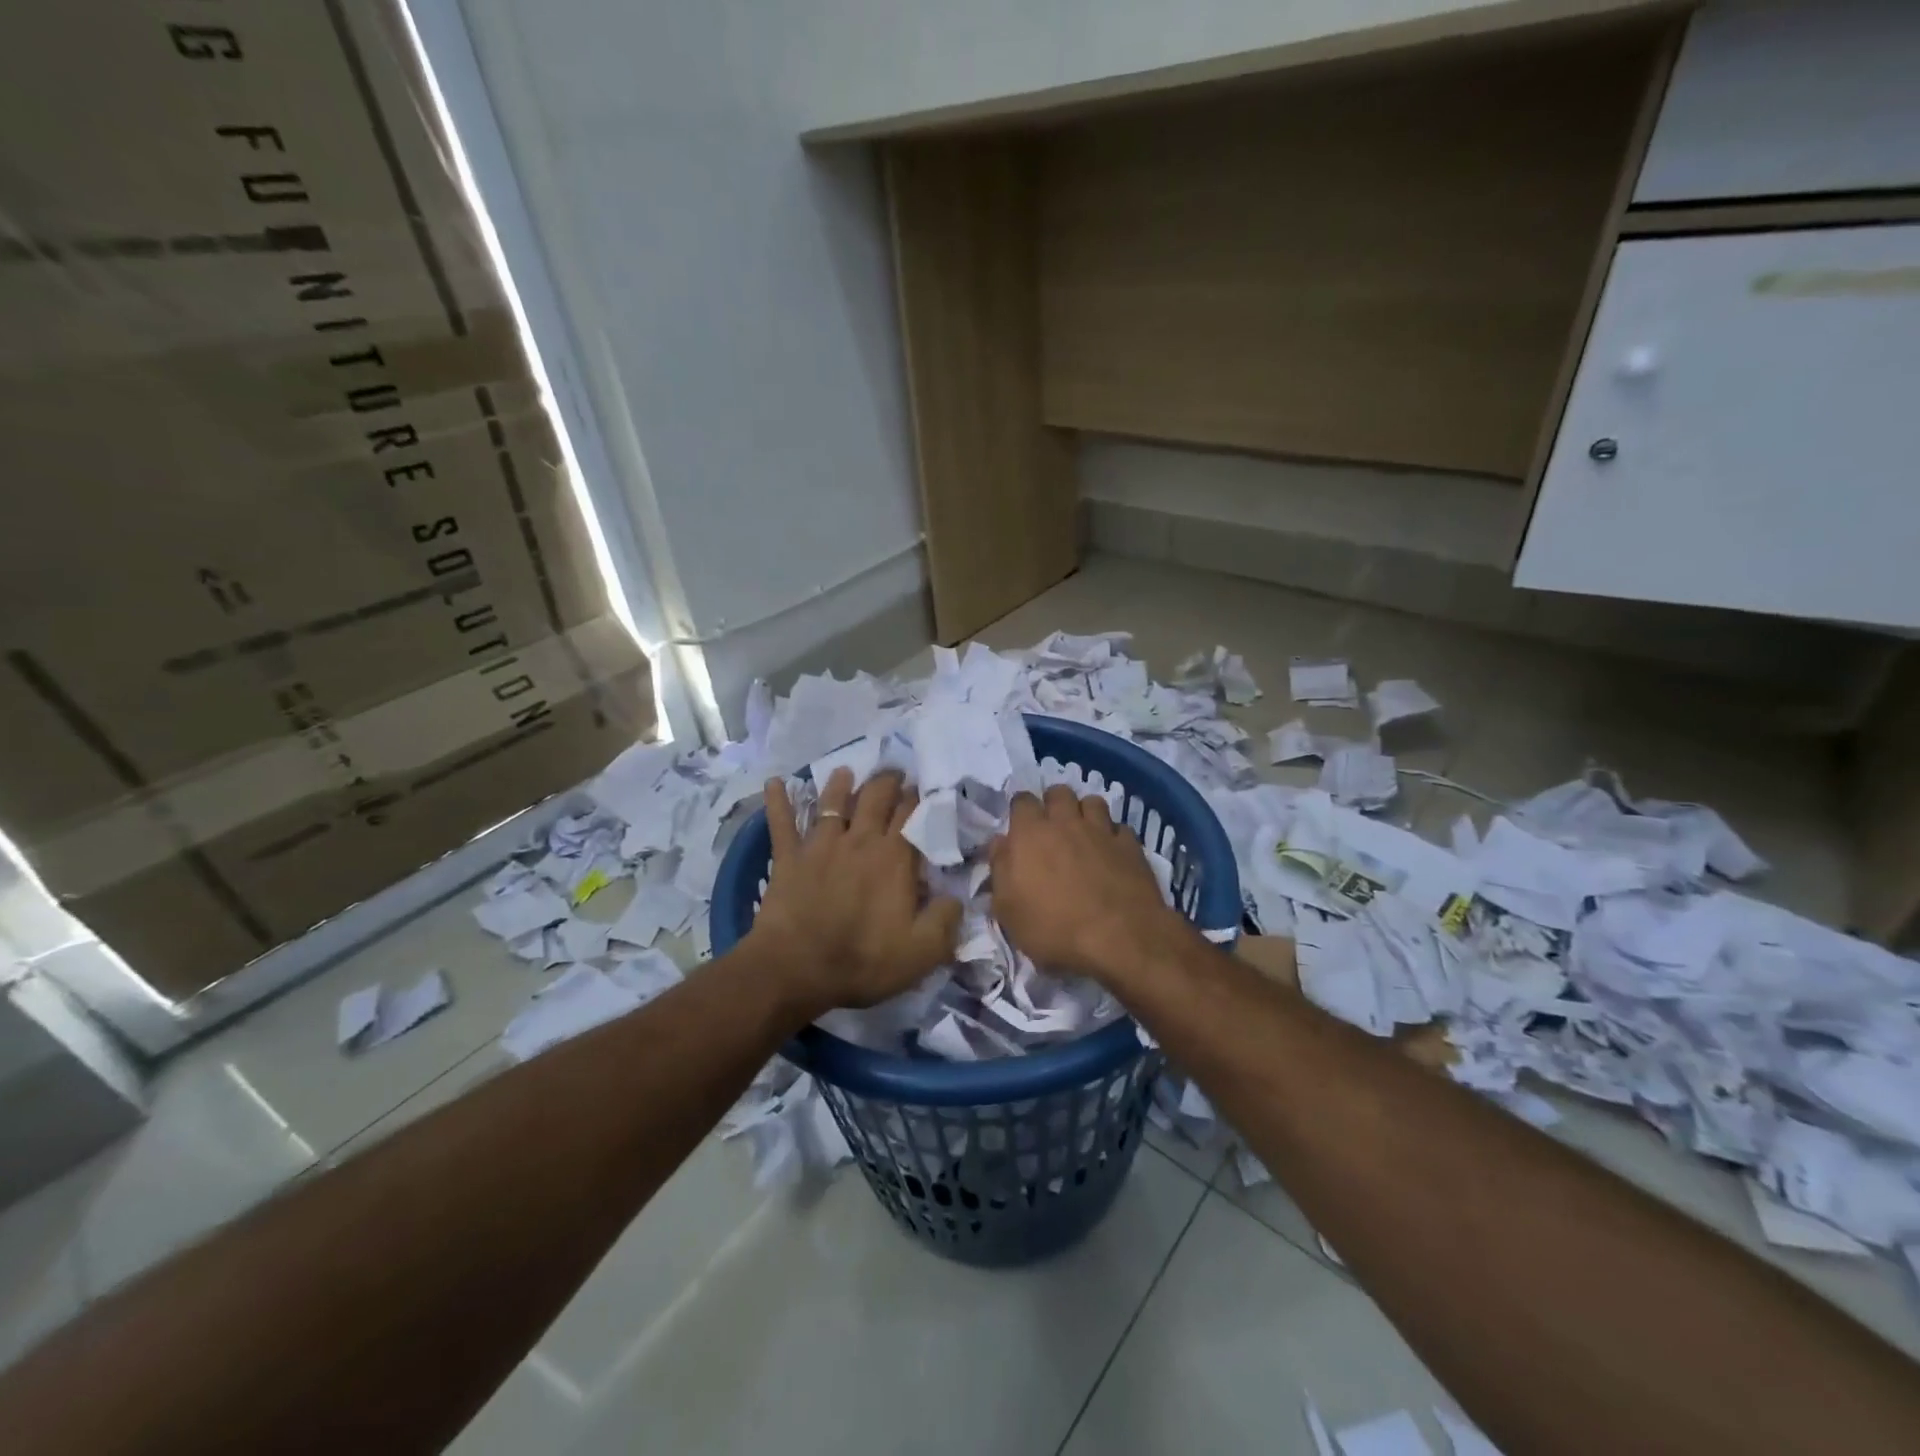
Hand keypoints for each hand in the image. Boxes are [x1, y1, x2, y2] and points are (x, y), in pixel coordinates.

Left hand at [747, 768, 961, 1019]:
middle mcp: (859, 840)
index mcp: (894, 858)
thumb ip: (947, 919)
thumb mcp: (923, 951)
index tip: (924, 789)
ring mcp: (820, 845)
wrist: (797, 969)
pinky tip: (774, 783)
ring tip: (846, 771)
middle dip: (887, 781)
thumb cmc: (863, 961)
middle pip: (875, 797)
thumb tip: (957, 897)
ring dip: (840, 785)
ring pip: (832, 803)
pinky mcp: (788, 858)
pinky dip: (777, 801)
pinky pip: (781, 823)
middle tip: (894, 772)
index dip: (919, 798)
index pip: (912, 815)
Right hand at [989, 786, 1193, 984]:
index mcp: (1030, 833)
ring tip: (1083, 833)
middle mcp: (1066, 822)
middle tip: (1052, 827)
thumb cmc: (1053, 929)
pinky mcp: (1130, 846)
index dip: (1020, 810)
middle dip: (1053, 803)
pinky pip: (1120, 827)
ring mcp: (1102, 831)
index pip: (1022, 801)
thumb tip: (999, 843)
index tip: (1020, 827)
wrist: (1118, 939)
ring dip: (1085, 813)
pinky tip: (1112, 852)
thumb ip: (1000, 869)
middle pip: (1059, 793)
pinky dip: (1113, 835)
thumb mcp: (1008, 909)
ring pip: (1092, 802)